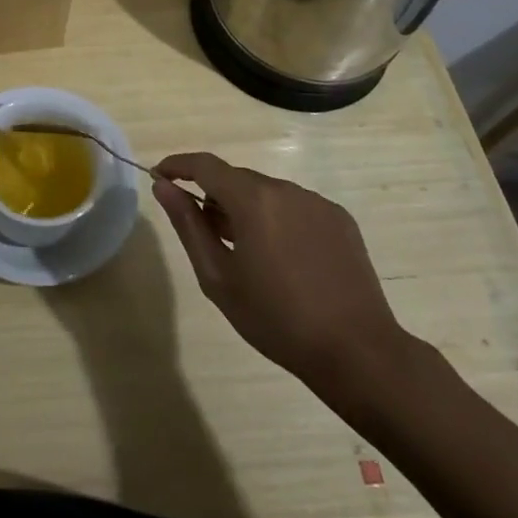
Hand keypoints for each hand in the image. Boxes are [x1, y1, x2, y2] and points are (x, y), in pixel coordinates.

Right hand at [152, 153, 411, 403]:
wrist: (357, 352)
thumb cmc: (276, 319)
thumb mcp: (218, 277)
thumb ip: (188, 225)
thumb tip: (163, 187)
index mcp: (253, 199)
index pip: (205, 165)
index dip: (178, 166)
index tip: (160, 176)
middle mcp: (285, 189)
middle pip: (237, 179)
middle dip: (214, 195)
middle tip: (204, 232)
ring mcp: (317, 202)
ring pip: (267, 193)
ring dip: (248, 209)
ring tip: (246, 253)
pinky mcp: (340, 219)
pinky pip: (296, 207)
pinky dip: (279, 220)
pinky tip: (284, 259)